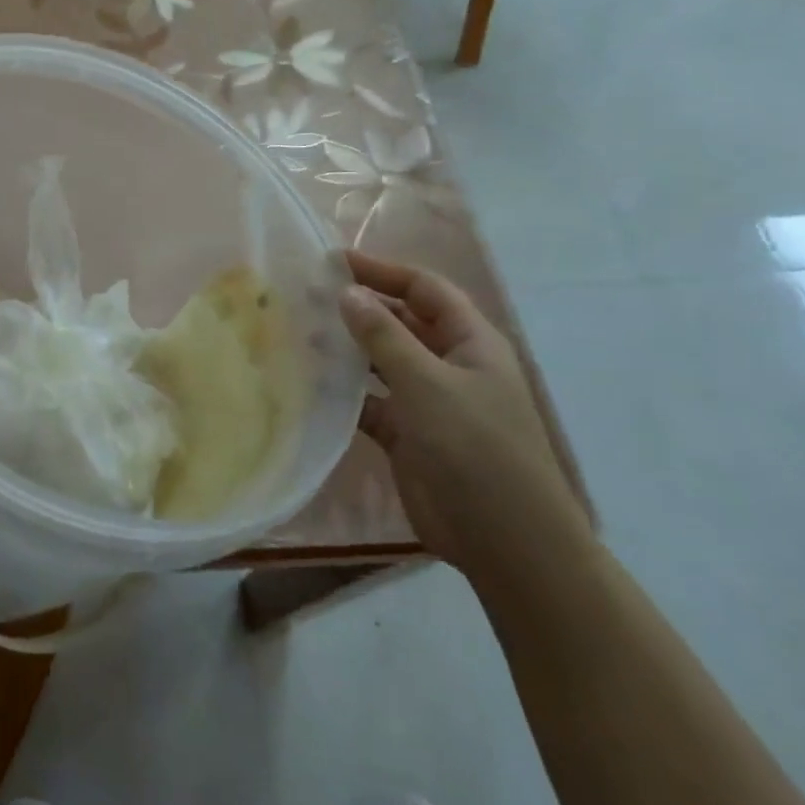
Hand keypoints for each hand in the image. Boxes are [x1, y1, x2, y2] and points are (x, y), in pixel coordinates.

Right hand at [339, 251, 591, 580]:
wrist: (505, 542)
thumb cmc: (476, 449)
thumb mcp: (428, 383)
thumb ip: (383, 336)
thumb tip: (347, 292)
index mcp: (470, 342)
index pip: (424, 289)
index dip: (383, 271)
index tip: (334, 262)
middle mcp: (449, 365)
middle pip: (401, 321)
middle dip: (359, 308)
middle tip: (306, 297)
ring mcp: (428, 401)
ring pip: (381, 362)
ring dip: (347, 349)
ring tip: (299, 334)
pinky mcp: (407, 435)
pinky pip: (369, 402)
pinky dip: (343, 393)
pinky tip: (308, 383)